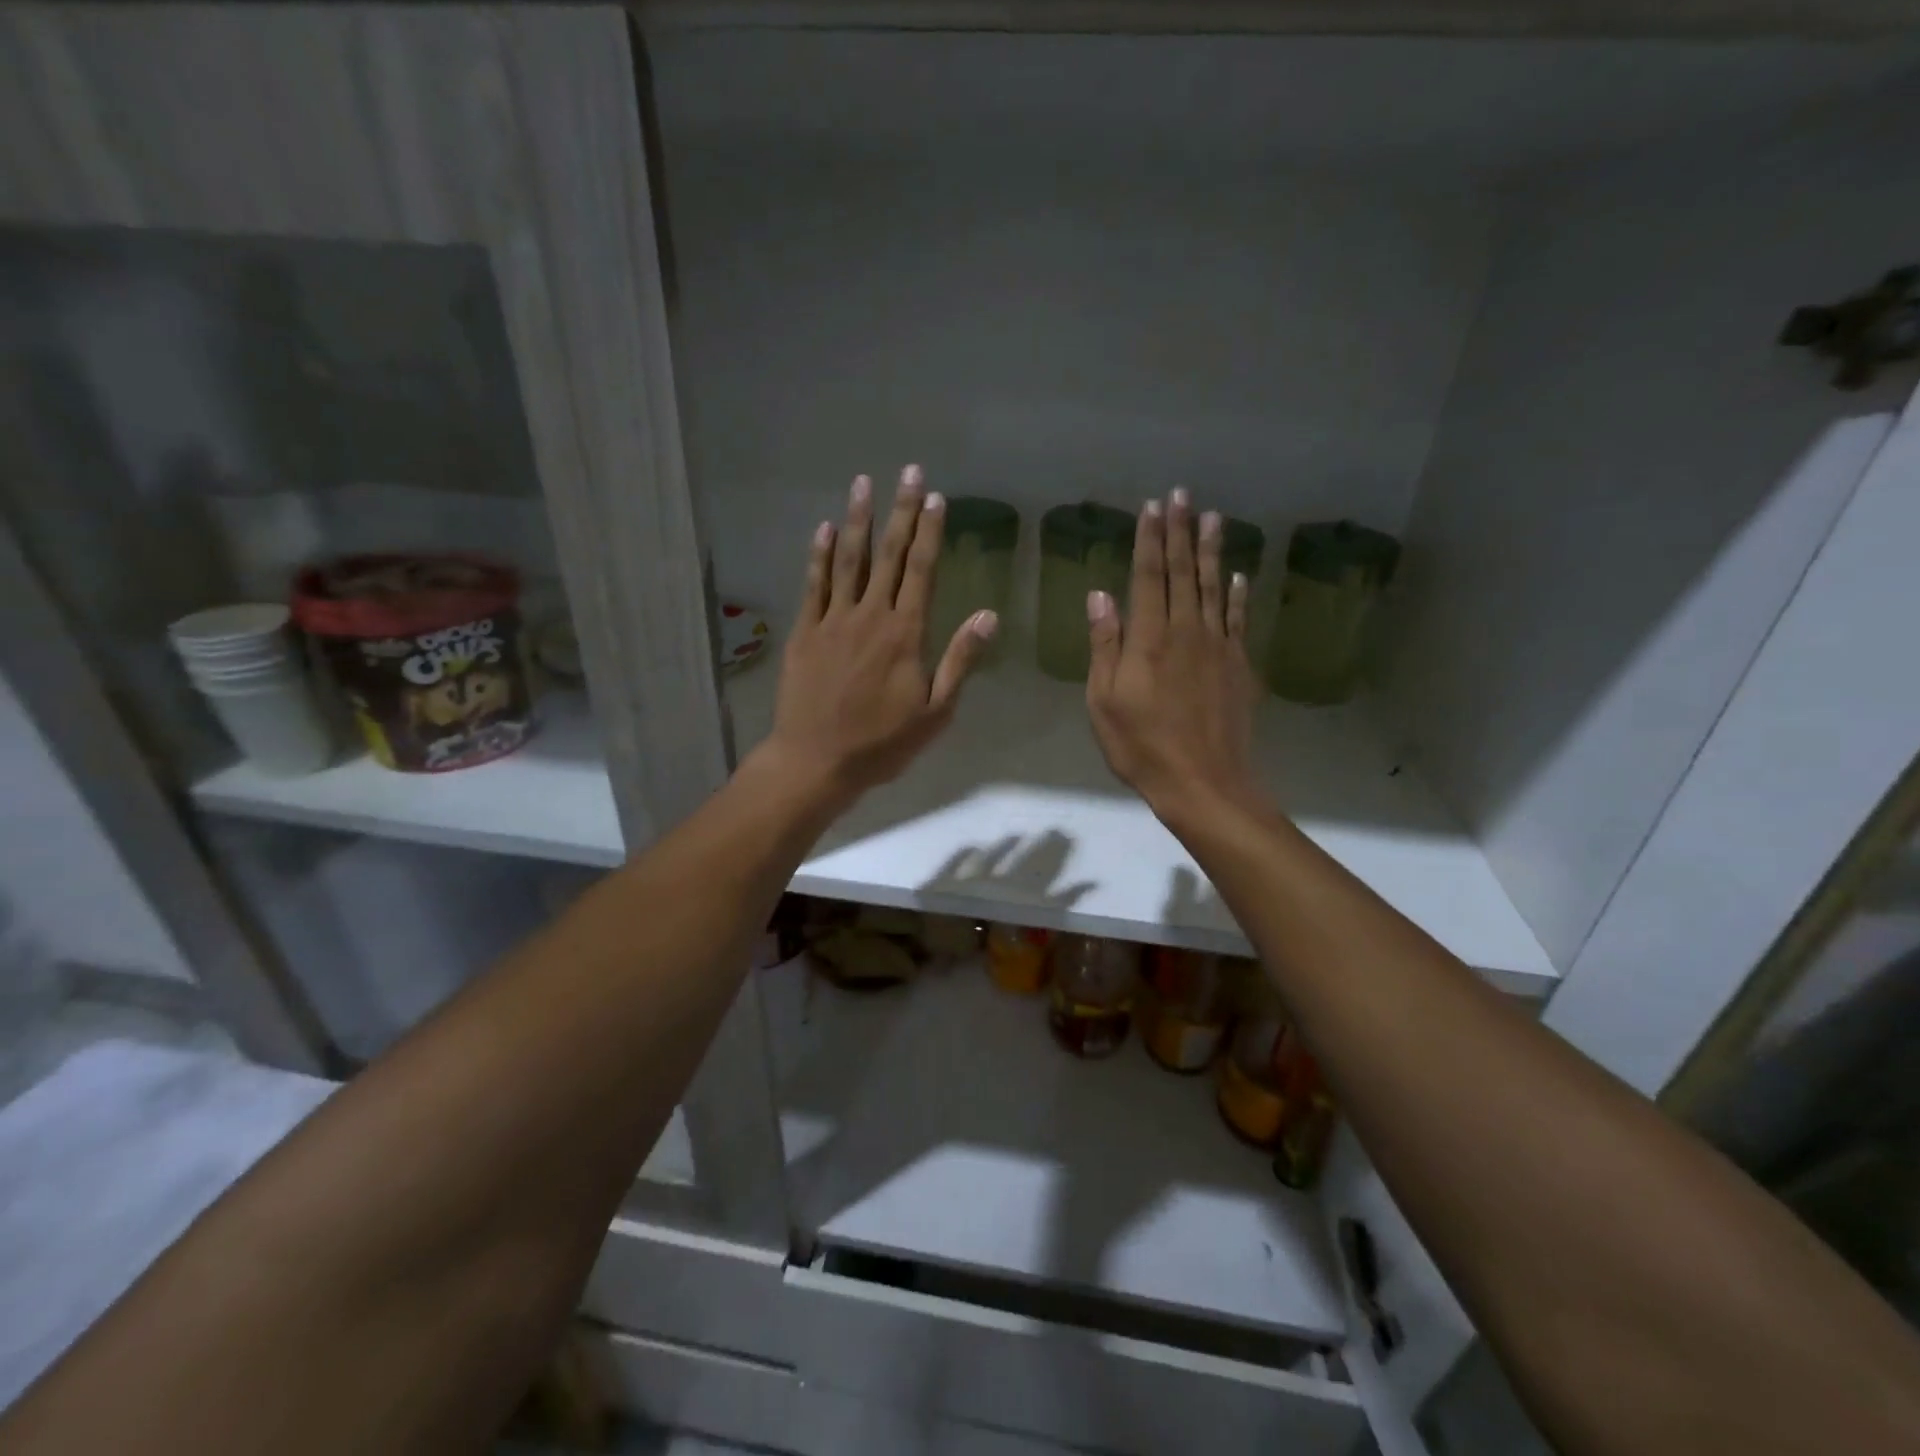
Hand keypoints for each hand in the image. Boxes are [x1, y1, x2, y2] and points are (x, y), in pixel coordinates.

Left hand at [758, 465, 996, 810]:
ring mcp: (833, 620)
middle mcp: (870, 616)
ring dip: (858, 519)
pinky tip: (824, 528)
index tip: (935, 497)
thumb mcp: (936, 711)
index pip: (921, 570)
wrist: (817, 760)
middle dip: (900, 511)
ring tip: (863, 483)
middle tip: (908, 471)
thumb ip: (961, 659)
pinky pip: (814, 584)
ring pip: (848, 560)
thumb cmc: (882, 742)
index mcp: (906, 633)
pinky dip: (820, 555)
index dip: (929, 532)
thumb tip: (989, 615)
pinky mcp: (805, 632)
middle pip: (888, 555)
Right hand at [1086, 488, 1264, 820]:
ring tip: (1212, 517)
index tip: (1151, 507)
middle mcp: (1186, 632)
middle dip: (1180, 532)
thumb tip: (1100, 595)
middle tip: (1182, 494)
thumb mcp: (1104, 701)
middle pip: (1184, 573)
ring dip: (1212, 551)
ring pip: (1215, 588)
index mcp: (1149, 640)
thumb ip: (1105, 645)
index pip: (1149, 577)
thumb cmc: (1141, 746)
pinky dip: (1238, 595)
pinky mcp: (1239, 666)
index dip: (1149, 540)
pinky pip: (1238, 619)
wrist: (1203, 782)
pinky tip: (1239, 575)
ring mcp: (1218, 647)